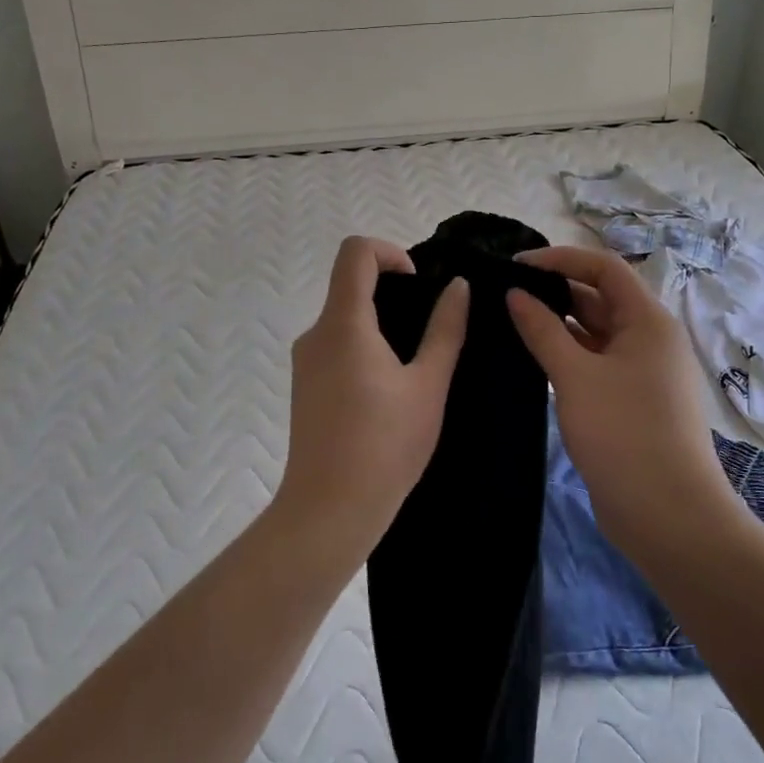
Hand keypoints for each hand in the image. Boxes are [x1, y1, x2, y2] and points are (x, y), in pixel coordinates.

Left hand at [275, 237, 468, 564]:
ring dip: (379, 322)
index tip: (418, 286)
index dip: (390, 252)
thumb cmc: (385, 445)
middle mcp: (316, 333)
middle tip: (428, 328)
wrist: (328, 510)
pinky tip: (388, 389)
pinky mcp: (304, 386)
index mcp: (344, 323)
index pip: (355, 252)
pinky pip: (335, 345)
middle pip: (349, 284)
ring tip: (414, 364)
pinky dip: (363, 346)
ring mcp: (305, 361)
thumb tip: (459, 287)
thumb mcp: (427, 385)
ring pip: (343, 317)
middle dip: (391, 291)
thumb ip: (445, 330)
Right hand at [507, 246, 740, 555]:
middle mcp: (650, 339)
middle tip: (505, 294)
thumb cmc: (623, 433)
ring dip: (558, 325)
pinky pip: (596, 362)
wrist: (668, 515)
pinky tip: (533, 358)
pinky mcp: (631, 401)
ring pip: (596, 333)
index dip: (560, 259)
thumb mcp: (575, 376)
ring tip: (510, 321)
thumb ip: (541, 330)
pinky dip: (568, 355)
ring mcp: (643, 373)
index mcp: (648, 321)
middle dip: (555, 291)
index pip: (604, 268)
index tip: (515, 266)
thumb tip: (514, 294)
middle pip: (601, 298)